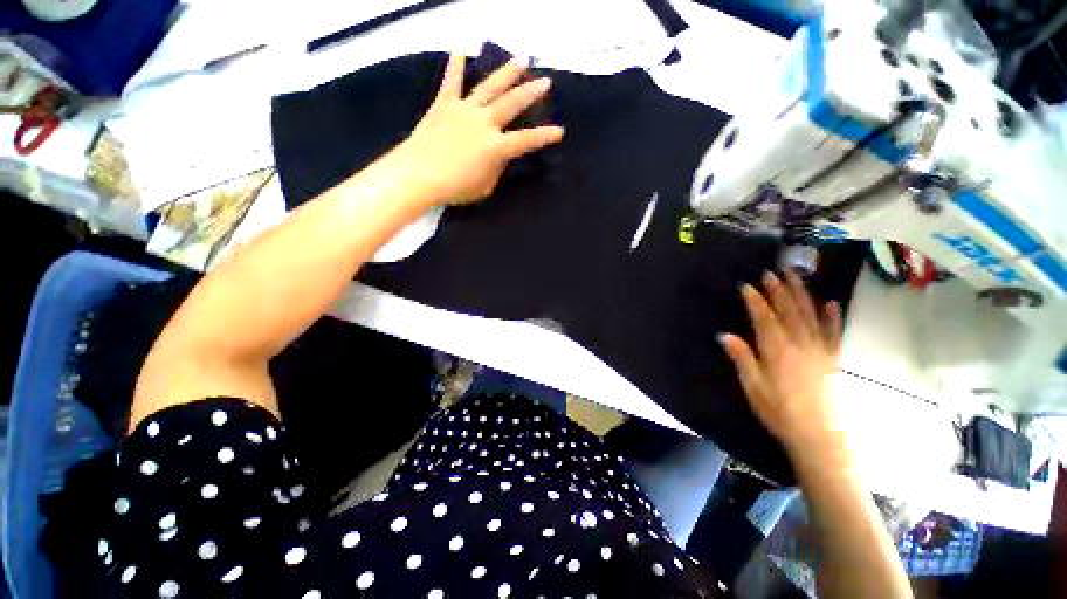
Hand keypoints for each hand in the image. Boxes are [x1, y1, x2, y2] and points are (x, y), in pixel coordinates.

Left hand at [398, 53, 564, 206]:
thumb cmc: (454, 187)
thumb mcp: (484, 186)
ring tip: (521, 59)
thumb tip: (500, 155)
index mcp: (495, 147)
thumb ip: (496, 168)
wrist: (418, 175)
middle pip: (512, 104)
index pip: (526, 140)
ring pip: (489, 86)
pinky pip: (452, 81)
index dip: (545, 136)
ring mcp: (464, 110)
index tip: (560, 131)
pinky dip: (456, 64)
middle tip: (545, 82)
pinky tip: (460, 48)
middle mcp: (483, 123)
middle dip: (531, 93)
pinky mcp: (444, 105)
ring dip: (507, 72)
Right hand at [720, 271, 844, 455]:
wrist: (819, 434)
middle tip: (772, 272)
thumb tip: (725, 335)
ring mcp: (819, 349)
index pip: (764, 319)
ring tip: (796, 276)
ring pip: (811, 315)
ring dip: (802, 294)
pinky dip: (832, 316)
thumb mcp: (753, 387)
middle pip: (789, 311)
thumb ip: (742, 359)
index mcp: (777, 351)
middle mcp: (800, 344)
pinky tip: (831, 303)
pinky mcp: (832, 358)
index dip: (756, 301)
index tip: (747, 286)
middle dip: (779, 290)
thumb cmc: (779, 411)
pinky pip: (833, 332)